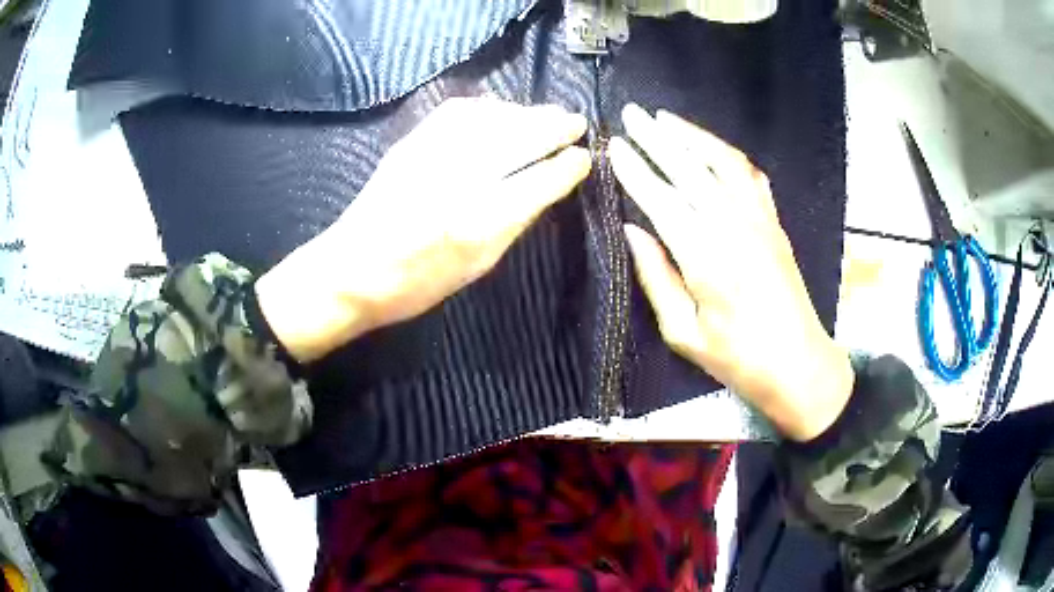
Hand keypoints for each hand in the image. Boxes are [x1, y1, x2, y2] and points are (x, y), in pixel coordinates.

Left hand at [256, 98, 590, 361]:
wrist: (349, 271)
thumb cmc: (416, 283)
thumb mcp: (475, 266)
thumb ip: (512, 224)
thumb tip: (544, 188)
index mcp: (478, 225)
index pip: (538, 182)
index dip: (567, 166)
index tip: (584, 157)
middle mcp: (458, 182)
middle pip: (519, 139)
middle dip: (554, 126)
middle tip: (576, 123)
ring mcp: (431, 156)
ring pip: (491, 118)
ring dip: (525, 112)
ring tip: (545, 115)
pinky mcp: (410, 144)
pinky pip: (457, 112)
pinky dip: (488, 107)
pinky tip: (500, 112)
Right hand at [611, 104, 851, 440]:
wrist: (799, 365)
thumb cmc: (738, 359)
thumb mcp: (684, 333)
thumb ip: (657, 278)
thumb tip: (633, 230)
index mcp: (706, 258)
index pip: (662, 200)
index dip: (635, 170)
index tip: (614, 146)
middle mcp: (734, 228)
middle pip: (689, 169)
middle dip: (657, 138)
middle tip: (631, 114)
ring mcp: (759, 220)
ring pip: (723, 162)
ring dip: (693, 136)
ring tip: (665, 119)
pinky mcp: (774, 223)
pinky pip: (750, 176)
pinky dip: (727, 155)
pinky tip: (711, 147)